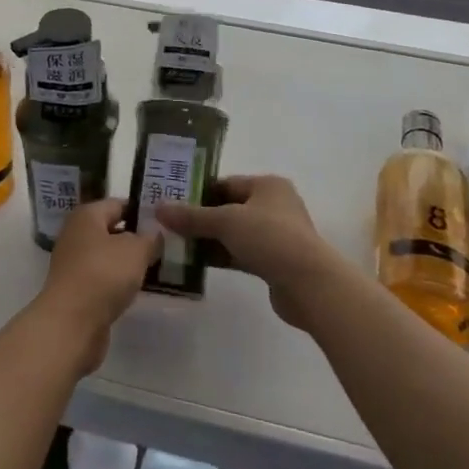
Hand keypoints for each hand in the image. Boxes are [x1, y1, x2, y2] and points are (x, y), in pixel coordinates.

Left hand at [35, 198, 158, 373]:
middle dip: (136, 238)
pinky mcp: (75, 290)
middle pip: (111, 230)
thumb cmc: (103, 274)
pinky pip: (102, 279)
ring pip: (107, 256)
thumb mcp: (136, 250)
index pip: (118, 204)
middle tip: (164, 246)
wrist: (71, 323)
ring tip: (155, 269)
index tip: (165, 222)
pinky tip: (135, 290)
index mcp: (86, 215)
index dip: (142, 211)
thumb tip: (153, 233)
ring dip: (127, 263)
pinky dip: (117, 283)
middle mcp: (76, 234)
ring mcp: (73, 264)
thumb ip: (149, 238)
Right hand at [154, 175, 345, 330]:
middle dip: (201, 217)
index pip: (226, 183)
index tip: (172, 202)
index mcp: (267, 185)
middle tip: (170, 224)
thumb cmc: (269, 238)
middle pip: (229, 208)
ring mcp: (276, 235)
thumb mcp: (226, 222)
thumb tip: (159, 208)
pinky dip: (222, 256)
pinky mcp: (275, 262)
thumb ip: (192, 216)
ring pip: (234, 233)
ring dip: (209, 239)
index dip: (198, 192)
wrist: (309, 284)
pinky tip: (197, 263)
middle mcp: (274, 205)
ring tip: (177, 244)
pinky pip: (241, 253)